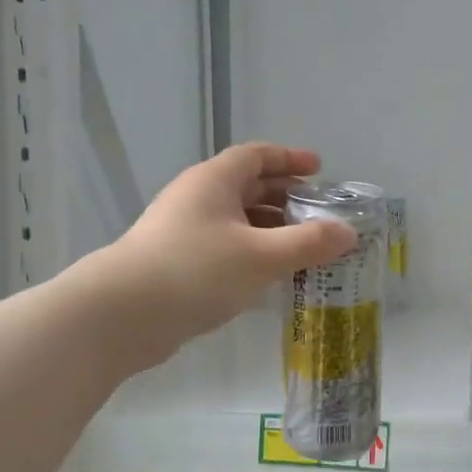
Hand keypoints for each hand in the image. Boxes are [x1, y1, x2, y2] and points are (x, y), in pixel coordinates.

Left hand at [98, 144, 356, 365]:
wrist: (122, 315)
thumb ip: (309, 243)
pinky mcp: (177, 262)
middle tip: (318, 214)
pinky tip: (270, 276)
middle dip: (285, 197)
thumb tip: (349, 233)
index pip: (256, 156)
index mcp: (214, 181)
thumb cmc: (196, 271)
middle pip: (248, 186)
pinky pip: (225, 246)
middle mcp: (197, 198)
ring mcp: (183, 231)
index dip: (290, 159)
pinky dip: (252, 253)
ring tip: (304, 249)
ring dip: (270, 229)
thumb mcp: (262, 256)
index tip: (320, 170)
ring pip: (236, 220)